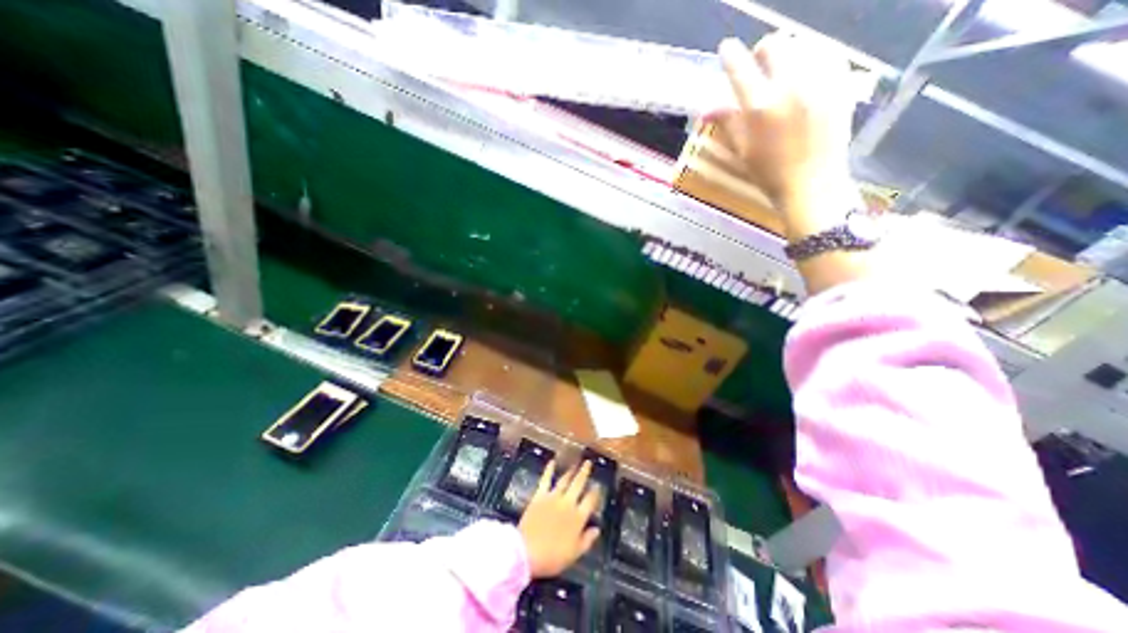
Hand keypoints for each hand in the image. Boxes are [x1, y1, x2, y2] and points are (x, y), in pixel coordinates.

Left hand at [520, 460, 602, 578]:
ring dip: (571, 471)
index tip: (598, 485)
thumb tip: (597, 529)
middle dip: (584, 473)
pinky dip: (549, 470)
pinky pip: (546, 480)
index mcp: (578, 517)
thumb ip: (587, 540)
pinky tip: (552, 461)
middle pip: (579, 484)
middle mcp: (568, 503)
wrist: (527, 551)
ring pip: (565, 480)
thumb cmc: (552, 557)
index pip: (590, 501)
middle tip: (588, 462)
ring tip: (576, 463)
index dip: (595, 492)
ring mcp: (553, 497)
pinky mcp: (540, 495)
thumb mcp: (574, 554)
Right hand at [716, 33, 860, 241]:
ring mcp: (820, 81)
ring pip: (802, 43)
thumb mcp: (742, 151)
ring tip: (785, 74)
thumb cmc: (770, 174)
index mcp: (759, 107)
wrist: (813, 184)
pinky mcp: (842, 82)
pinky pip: (828, 52)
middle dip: (761, 52)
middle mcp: (789, 86)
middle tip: (759, 69)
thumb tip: (706, 108)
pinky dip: (814, 57)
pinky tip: (808, 75)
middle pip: (773, 44)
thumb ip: (727, 122)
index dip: (729, 54)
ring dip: (788, 54)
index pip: (739, 66)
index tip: (726, 50)